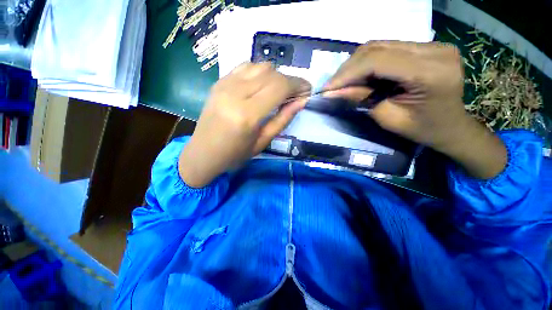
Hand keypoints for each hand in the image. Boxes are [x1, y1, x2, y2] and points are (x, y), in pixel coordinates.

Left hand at [179, 63, 309, 187]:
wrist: (204, 152)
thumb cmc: (235, 154)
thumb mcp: (263, 142)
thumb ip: (283, 120)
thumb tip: (302, 101)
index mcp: (247, 114)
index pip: (279, 87)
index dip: (298, 85)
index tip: (307, 90)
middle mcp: (235, 94)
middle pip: (271, 73)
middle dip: (289, 80)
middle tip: (296, 93)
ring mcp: (224, 85)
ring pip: (259, 66)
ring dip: (275, 76)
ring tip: (279, 91)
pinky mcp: (219, 82)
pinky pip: (245, 67)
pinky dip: (260, 72)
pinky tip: (262, 85)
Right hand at [326, 41, 506, 178]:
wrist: (451, 126)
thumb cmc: (422, 129)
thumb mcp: (388, 118)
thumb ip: (361, 99)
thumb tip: (332, 92)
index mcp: (430, 73)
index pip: (378, 62)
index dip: (347, 73)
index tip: (327, 88)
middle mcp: (434, 50)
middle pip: (378, 48)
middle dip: (348, 68)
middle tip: (332, 86)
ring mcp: (432, 44)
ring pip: (380, 45)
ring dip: (356, 64)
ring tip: (342, 82)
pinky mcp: (427, 46)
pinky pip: (388, 48)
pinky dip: (368, 62)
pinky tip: (359, 75)